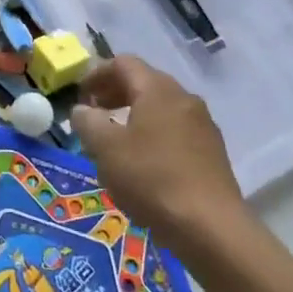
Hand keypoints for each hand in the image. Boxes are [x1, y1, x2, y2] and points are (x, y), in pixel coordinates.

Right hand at [69, 56, 246, 261]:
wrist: (211, 227)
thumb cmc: (151, 179)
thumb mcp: (105, 149)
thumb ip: (88, 122)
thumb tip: (83, 110)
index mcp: (158, 89)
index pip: (123, 63)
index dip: (97, 74)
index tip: (80, 96)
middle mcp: (183, 98)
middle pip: (144, 82)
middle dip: (115, 93)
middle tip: (93, 113)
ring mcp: (202, 125)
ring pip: (161, 107)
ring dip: (134, 114)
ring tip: (115, 139)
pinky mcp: (212, 152)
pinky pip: (175, 130)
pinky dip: (153, 133)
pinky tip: (143, 162)